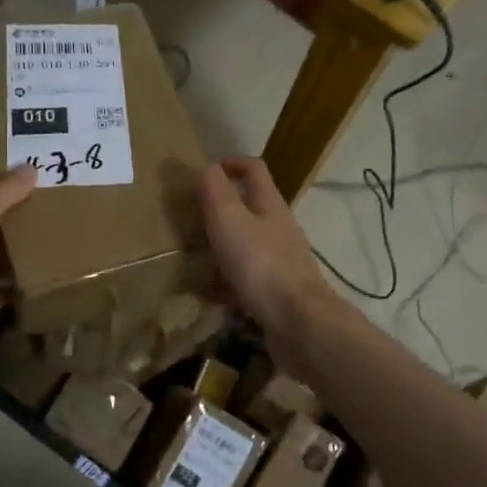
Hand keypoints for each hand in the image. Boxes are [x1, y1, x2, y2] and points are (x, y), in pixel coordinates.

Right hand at [197, 158, 346, 374]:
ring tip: (193, 256)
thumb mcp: (229, 219)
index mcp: (269, 204)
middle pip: (249, 208)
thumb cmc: (261, 265)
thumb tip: (205, 166)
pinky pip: (246, 280)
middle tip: (189, 218)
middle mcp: (278, 228)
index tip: (203, 173)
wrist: (298, 323)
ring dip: (221, 247)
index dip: (230, 163)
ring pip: (246, 245)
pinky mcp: (276, 292)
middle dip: (220, 210)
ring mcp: (280, 261)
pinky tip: (208, 295)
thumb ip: (214, 190)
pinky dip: (226, 283)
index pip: (253, 169)